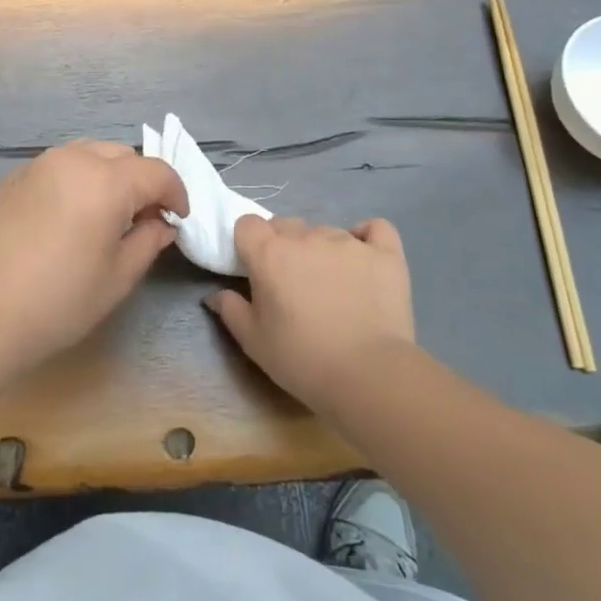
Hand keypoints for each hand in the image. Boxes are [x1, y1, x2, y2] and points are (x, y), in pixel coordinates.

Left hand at [0, 141, 188, 374]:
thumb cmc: (59, 300)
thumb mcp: (117, 278)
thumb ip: (147, 241)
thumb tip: (160, 223)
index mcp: (106, 180)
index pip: (156, 171)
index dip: (175, 193)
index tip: (177, 219)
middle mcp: (73, 159)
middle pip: (121, 154)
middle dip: (140, 180)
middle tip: (142, 217)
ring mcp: (37, 165)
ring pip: (86, 154)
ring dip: (106, 174)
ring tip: (104, 213)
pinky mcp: (10, 178)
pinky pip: (55, 168)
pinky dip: (72, 181)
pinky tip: (63, 219)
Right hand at [206, 215, 415, 414]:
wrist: (369, 376)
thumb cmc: (302, 359)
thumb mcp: (253, 341)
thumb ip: (230, 310)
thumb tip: (215, 295)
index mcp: (269, 253)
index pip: (248, 224)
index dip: (249, 243)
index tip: (255, 268)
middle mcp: (306, 237)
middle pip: (286, 224)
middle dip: (284, 245)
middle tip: (292, 283)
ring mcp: (348, 241)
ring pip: (326, 230)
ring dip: (321, 249)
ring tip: (333, 285)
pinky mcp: (385, 253)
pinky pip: (375, 228)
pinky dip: (367, 238)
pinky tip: (365, 258)